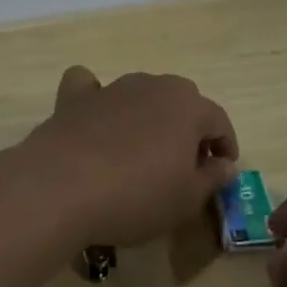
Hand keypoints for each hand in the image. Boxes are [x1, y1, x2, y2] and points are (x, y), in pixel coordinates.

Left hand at [21, 66, 238, 245]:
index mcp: (189, 107)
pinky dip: (95, 98)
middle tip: (183, 163)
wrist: (61, 187)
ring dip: (147, 116)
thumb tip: (225, 164)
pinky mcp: (73, 99)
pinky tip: (93, 118)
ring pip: (140, 93)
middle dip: (188, 127)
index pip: (218, 121)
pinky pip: (89, 88)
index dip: (225, 145)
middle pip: (181, 101)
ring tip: (141, 150)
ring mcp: (111, 88)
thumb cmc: (136, 196)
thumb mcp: (186, 200)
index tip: (222, 169)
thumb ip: (212, 178)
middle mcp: (153, 86)